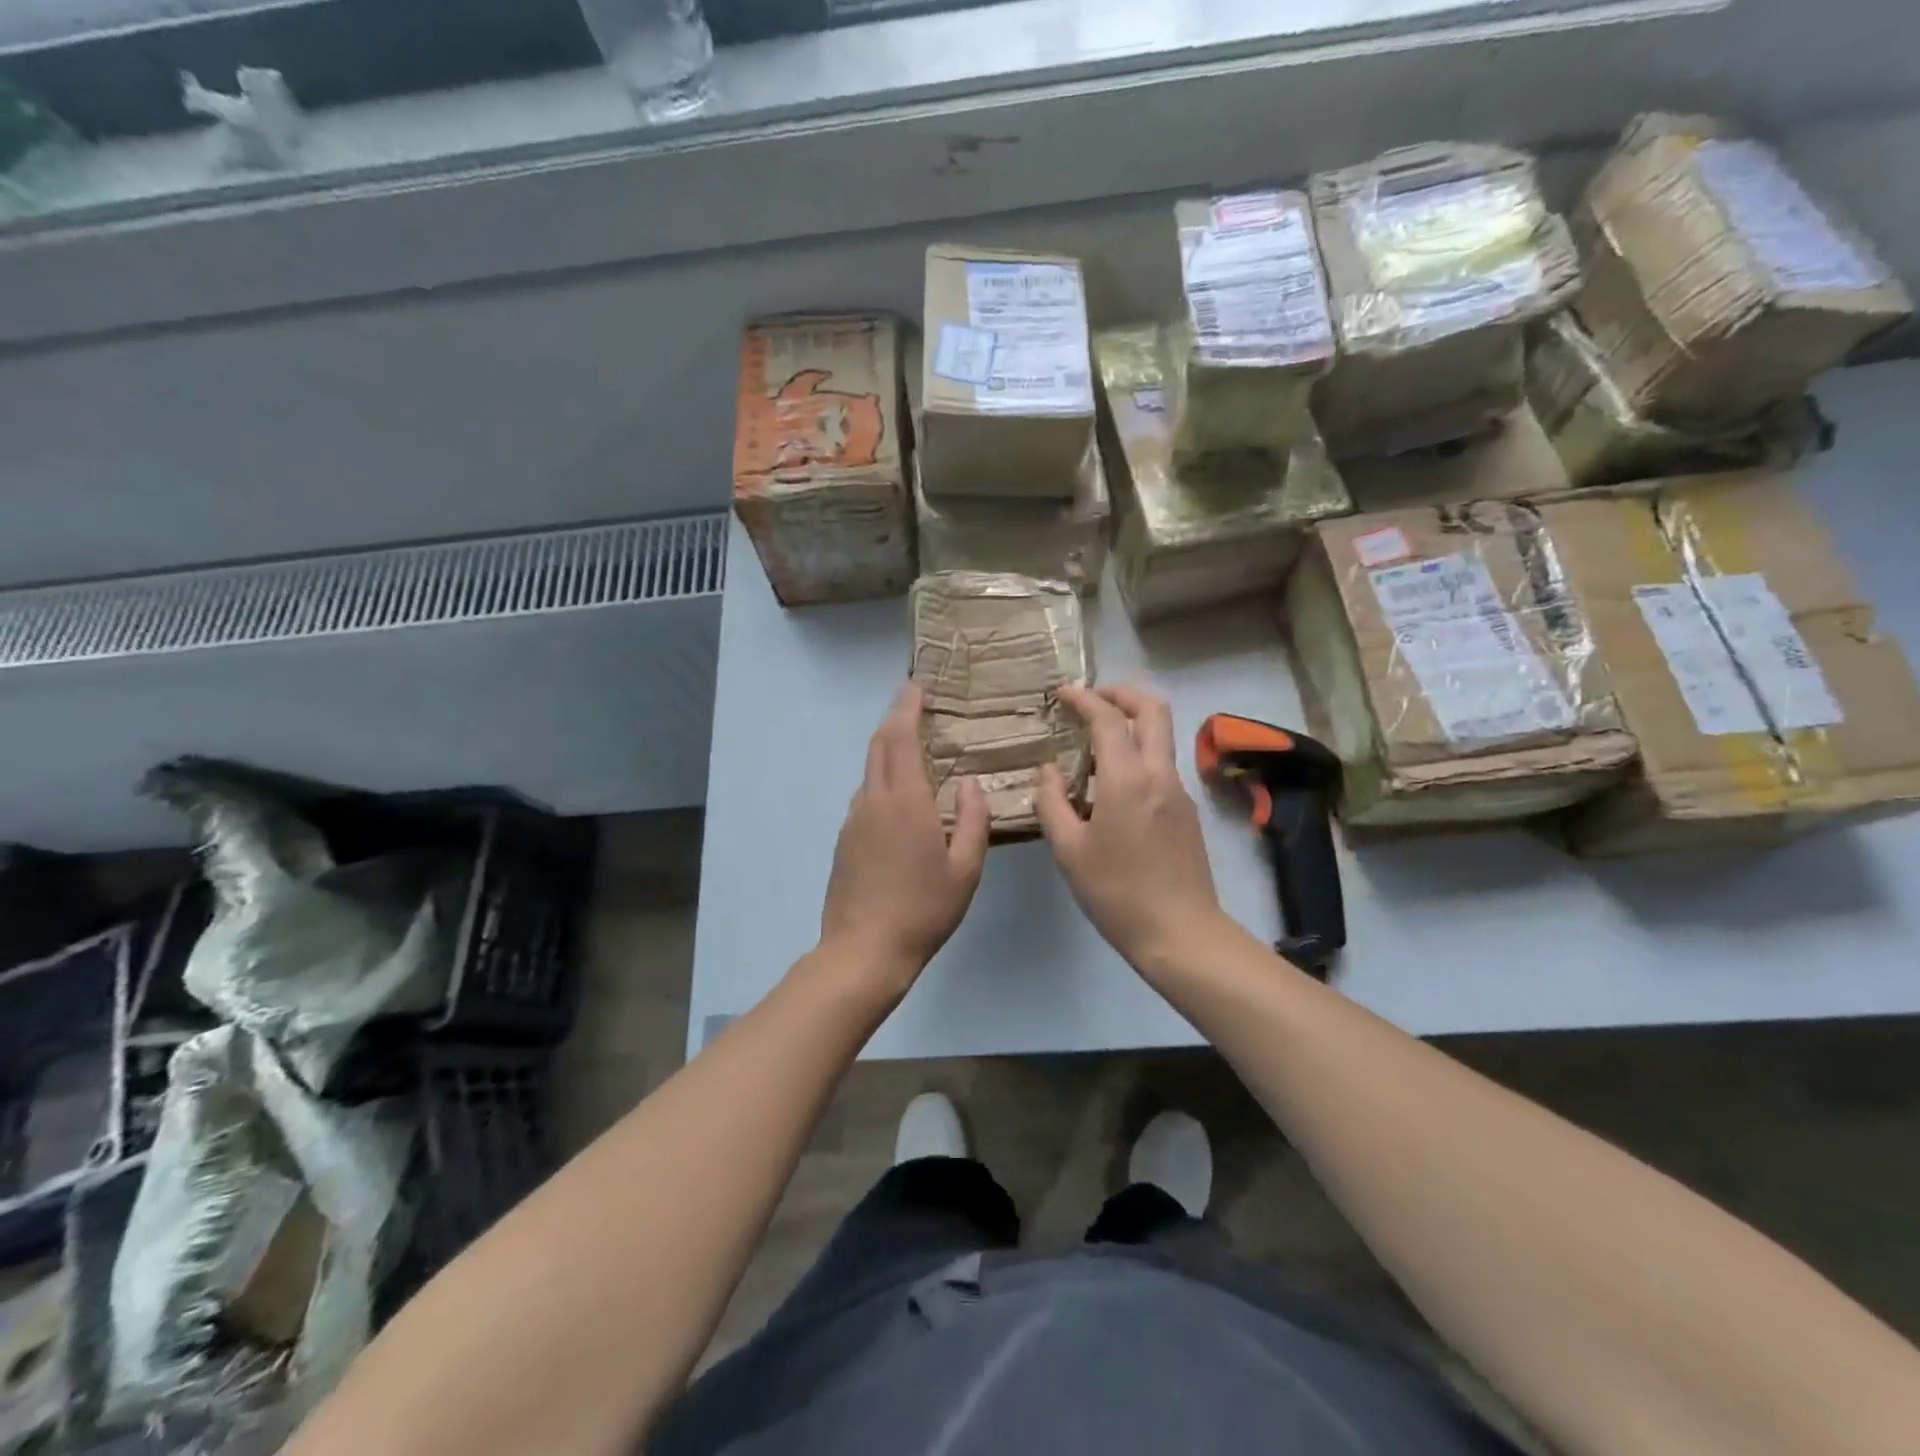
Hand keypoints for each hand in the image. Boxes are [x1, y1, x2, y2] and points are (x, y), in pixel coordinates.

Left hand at [819, 683, 989, 992]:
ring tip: (914, 750)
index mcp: (905, 801)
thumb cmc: (923, 909)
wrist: (863, 950)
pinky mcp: (844, 840)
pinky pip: (866, 796)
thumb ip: (973, 820)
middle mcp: (873, 800)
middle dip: (895, 719)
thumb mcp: (965, 869)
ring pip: (870, 771)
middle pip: (879, 745)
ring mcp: (853, 820)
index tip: (918, 687)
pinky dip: (882, 780)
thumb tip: (971, 785)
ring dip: (888, 750)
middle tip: (917, 706)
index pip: (900, 737)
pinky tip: (900, 799)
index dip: (907, 707)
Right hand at [1036, 685, 1225, 975]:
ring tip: (1095, 743)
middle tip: (1091, 699)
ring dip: (1131, 724)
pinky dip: (1137, 755)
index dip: (1085, 698)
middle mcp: (1159, 775)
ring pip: (1161, 737)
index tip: (1063, 693)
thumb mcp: (1069, 851)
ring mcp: (1179, 792)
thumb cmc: (1116, 892)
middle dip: (1122, 693)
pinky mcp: (1187, 811)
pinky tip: (1112, 786)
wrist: (1180, 933)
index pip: (1108, 719)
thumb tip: (1048, 772)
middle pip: (1153, 710)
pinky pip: (1161, 766)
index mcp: (1127, 780)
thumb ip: (1052, 803)